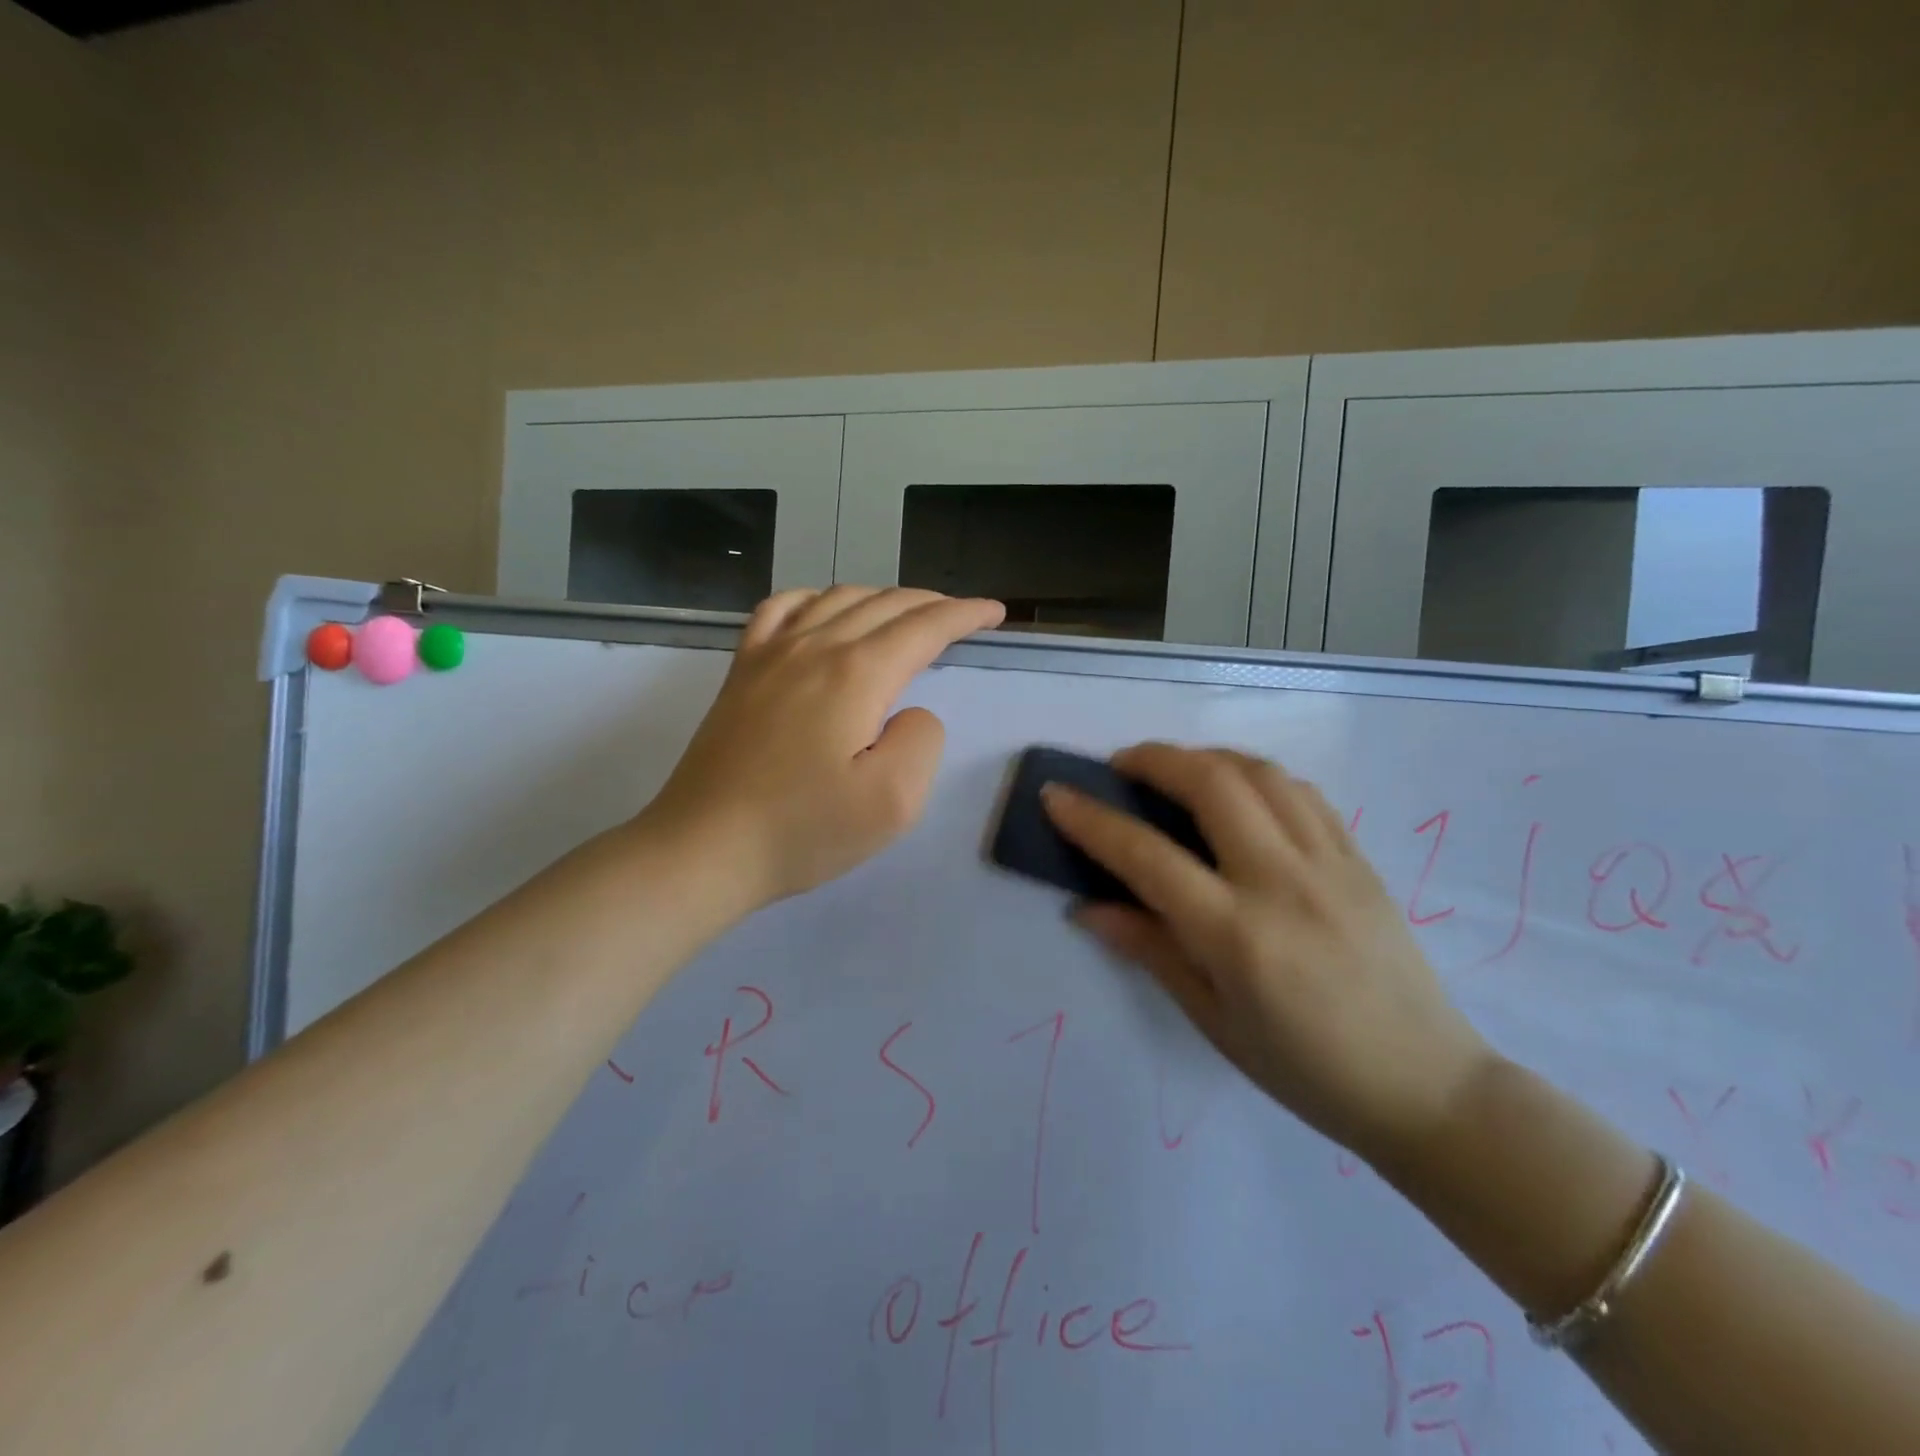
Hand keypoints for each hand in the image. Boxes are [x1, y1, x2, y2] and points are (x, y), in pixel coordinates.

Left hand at [640, 585, 1004, 914]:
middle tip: (962, 617)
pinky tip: (823, 611)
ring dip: (882, 598)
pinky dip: (815, 598)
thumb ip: (921, 740)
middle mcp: (814, 647)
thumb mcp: (893, 801)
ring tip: (906, 615)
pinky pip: (780, 610)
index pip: (924, 627)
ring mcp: (770, 654)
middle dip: (932, 604)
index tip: (994, 612)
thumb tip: (909, 711)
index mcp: (857, 674)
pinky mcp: (741, 671)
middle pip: (884, 605)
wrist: (704, 848)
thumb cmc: (803, 830)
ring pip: (837, 598)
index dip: (965, 615)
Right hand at [1043, 743, 1491, 1166]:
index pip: (1147, 856)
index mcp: (1238, 935)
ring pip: (1259, 773)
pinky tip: (1238, 791)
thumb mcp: (1213, 1020)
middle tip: (1120, 766)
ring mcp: (1329, 863)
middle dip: (1153, 759)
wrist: (1427, 1086)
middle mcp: (1283, 883)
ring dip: (1205, 757)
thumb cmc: (1304, 1068)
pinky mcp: (1360, 858)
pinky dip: (1256, 775)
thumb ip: (1150, 949)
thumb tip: (1088, 907)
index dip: (1091, 819)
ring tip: (1175, 770)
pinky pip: (1302, 791)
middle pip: (1210, 785)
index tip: (1056, 794)